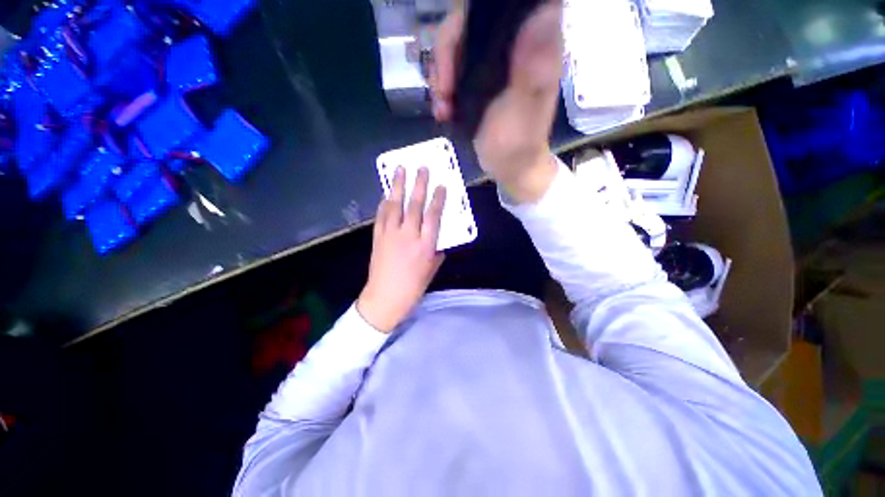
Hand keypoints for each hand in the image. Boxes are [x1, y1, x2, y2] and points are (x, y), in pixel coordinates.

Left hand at [357, 167, 445, 332]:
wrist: (385, 297)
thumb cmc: (413, 287)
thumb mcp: (432, 270)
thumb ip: (436, 252)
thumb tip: (438, 241)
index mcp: (425, 245)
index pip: (434, 216)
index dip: (438, 199)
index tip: (441, 185)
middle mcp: (408, 235)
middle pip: (414, 205)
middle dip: (419, 184)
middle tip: (421, 168)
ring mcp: (390, 234)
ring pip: (395, 205)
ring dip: (398, 186)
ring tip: (400, 170)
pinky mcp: (378, 237)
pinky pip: (381, 215)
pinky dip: (384, 202)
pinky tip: (386, 193)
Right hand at [430, 1, 562, 202]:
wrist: (510, 167)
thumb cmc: (520, 144)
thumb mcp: (524, 110)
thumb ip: (531, 69)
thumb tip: (542, 12)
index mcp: (532, 44)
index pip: (499, 9)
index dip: (470, 20)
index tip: (456, 54)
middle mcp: (511, 45)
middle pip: (467, 24)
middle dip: (446, 56)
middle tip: (443, 92)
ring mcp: (492, 63)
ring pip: (454, 47)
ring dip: (440, 76)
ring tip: (443, 109)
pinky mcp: (477, 81)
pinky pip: (450, 70)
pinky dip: (441, 89)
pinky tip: (443, 112)